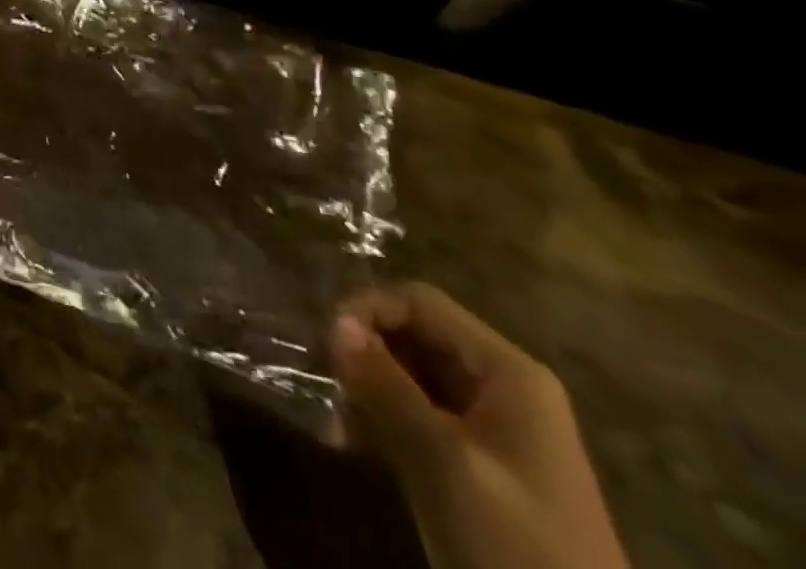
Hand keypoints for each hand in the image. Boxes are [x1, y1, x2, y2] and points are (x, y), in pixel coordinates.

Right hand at [331, 283, 627, 568]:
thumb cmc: (518, 551)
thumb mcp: (444, 464)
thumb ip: (388, 388)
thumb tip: (335, 324)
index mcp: (509, 373)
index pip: (418, 302)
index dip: (367, 311)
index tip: (328, 349)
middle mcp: (503, 386)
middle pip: (413, 334)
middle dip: (364, 353)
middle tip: (328, 386)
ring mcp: (494, 427)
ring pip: (409, 372)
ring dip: (367, 389)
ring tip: (338, 425)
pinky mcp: (479, 461)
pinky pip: (418, 412)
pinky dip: (383, 418)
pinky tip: (355, 444)